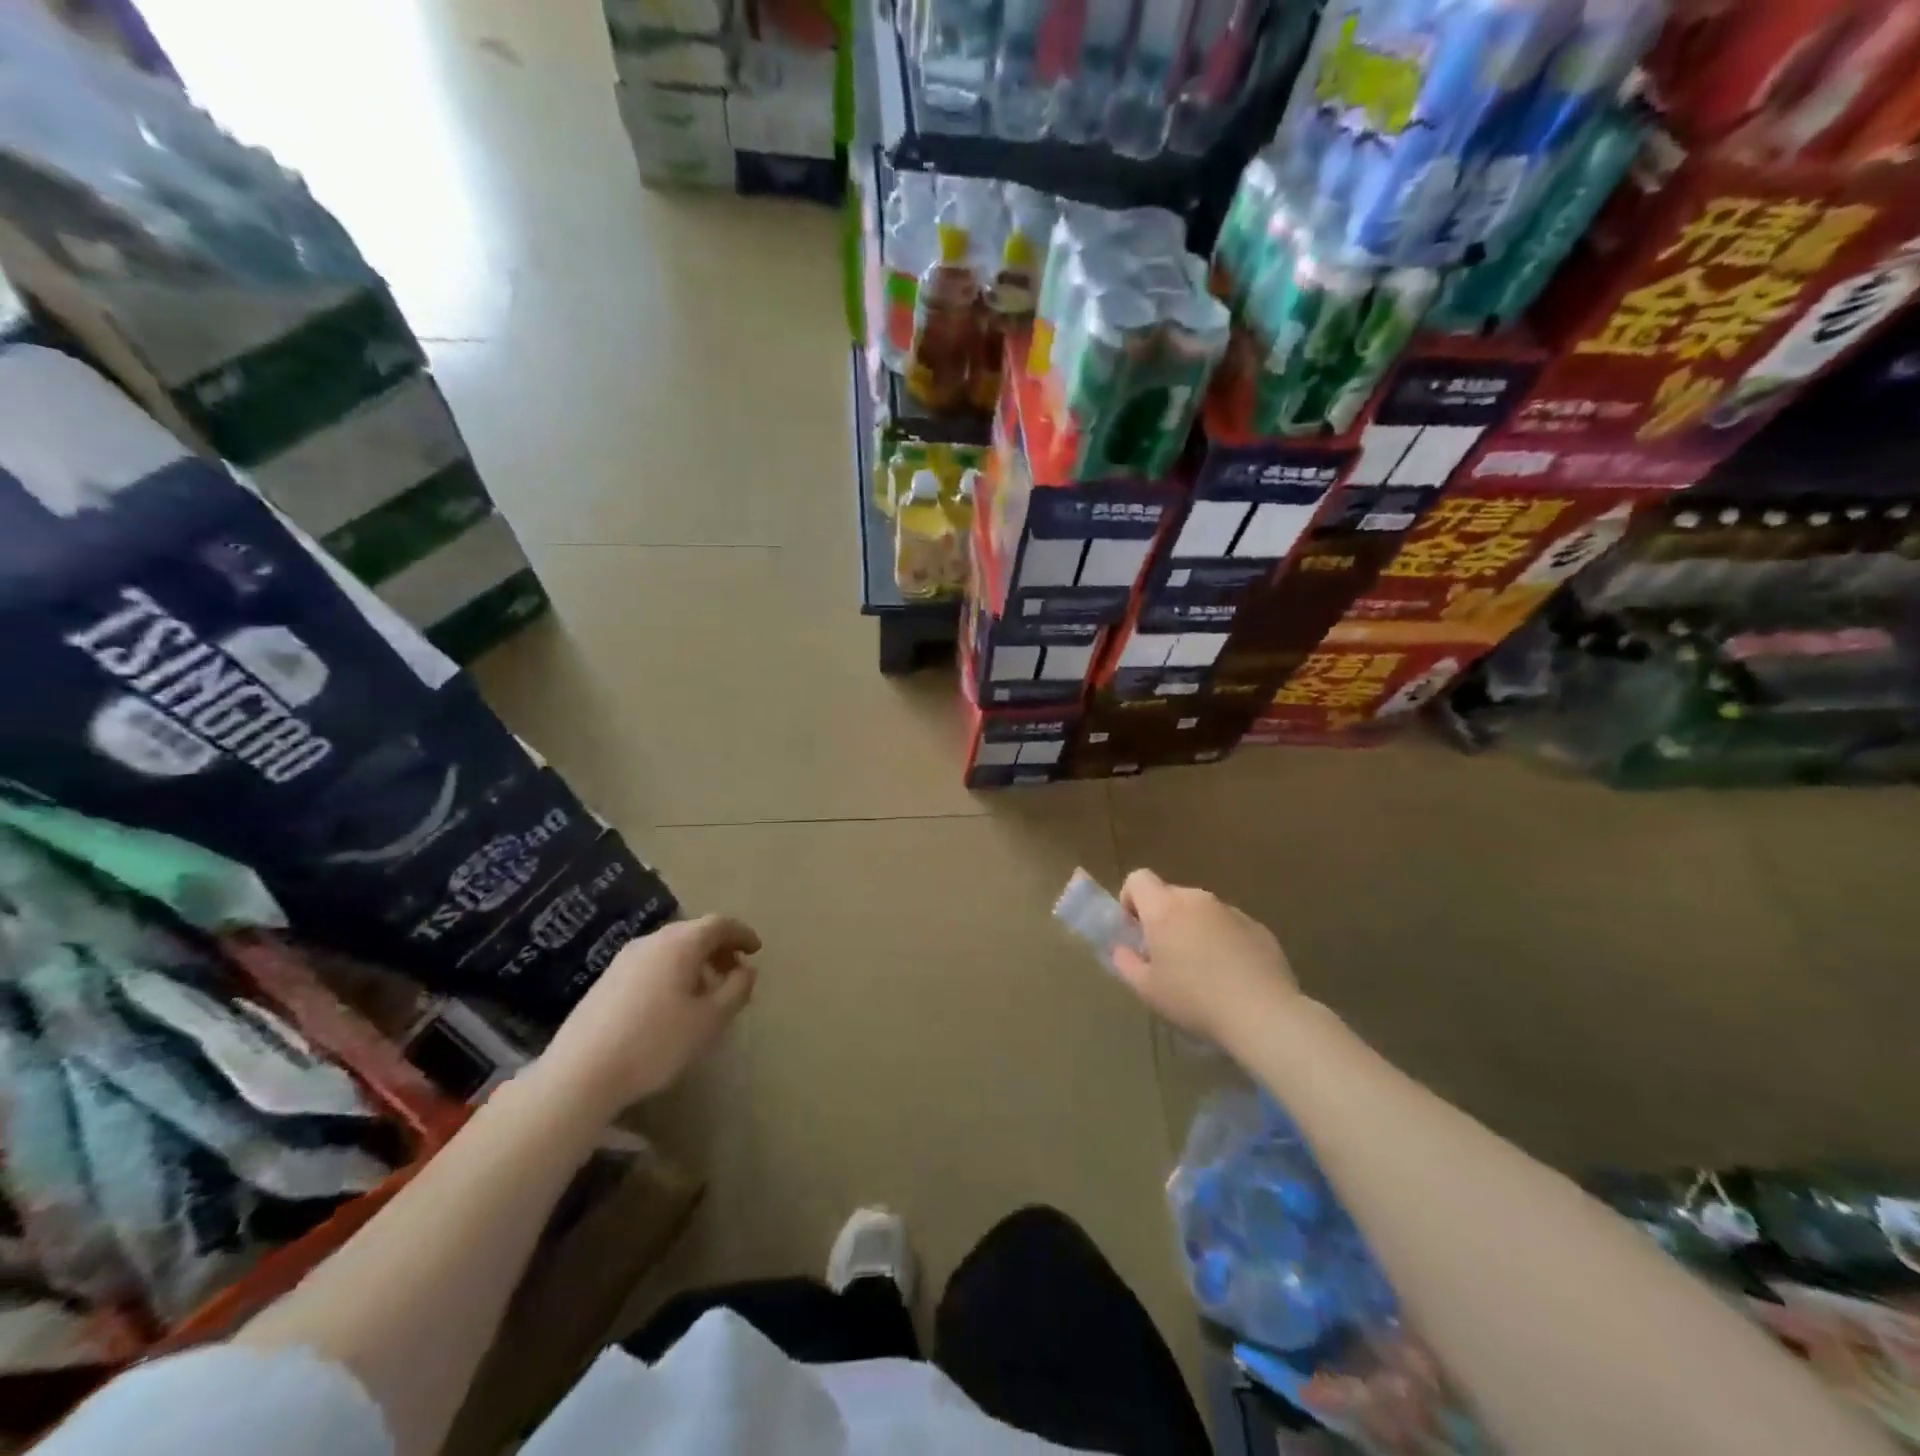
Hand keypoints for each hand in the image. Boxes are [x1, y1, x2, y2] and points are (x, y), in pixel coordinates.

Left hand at [534, 914, 760, 1119]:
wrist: (580, 1074)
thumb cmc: (656, 1043)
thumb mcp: (710, 1020)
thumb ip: (736, 989)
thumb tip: (746, 969)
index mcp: (680, 943)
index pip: (719, 924)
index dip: (742, 933)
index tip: (756, 949)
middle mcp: (652, 941)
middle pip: (694, 932)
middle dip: (719, 949)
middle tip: (734, 974)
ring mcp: (624, 959)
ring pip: (671, 949)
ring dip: (696, 962)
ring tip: (706, 993)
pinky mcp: (606, 980)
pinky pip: (652, 964)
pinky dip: (673, 973)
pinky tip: (672, 1005)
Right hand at [1110, 870, 1297, 1048]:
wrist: (1262, 1013)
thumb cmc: (1194, 999)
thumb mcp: (1147, 989)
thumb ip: (1125, 962)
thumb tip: (1121, 949)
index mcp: (1164, 908)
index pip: (1138, 878)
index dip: (1130, 899)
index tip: (1135, 929)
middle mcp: (1196, 899)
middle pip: (1170, 896)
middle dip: (1163, 919)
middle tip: (1166, 956)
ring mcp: (1230, 911)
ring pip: (1201, 911)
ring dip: (1194, 929)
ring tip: (1201, 970)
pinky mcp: (1258, 927)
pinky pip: (1229, 926)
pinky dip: (1223, 941)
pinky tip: (1231, 976)